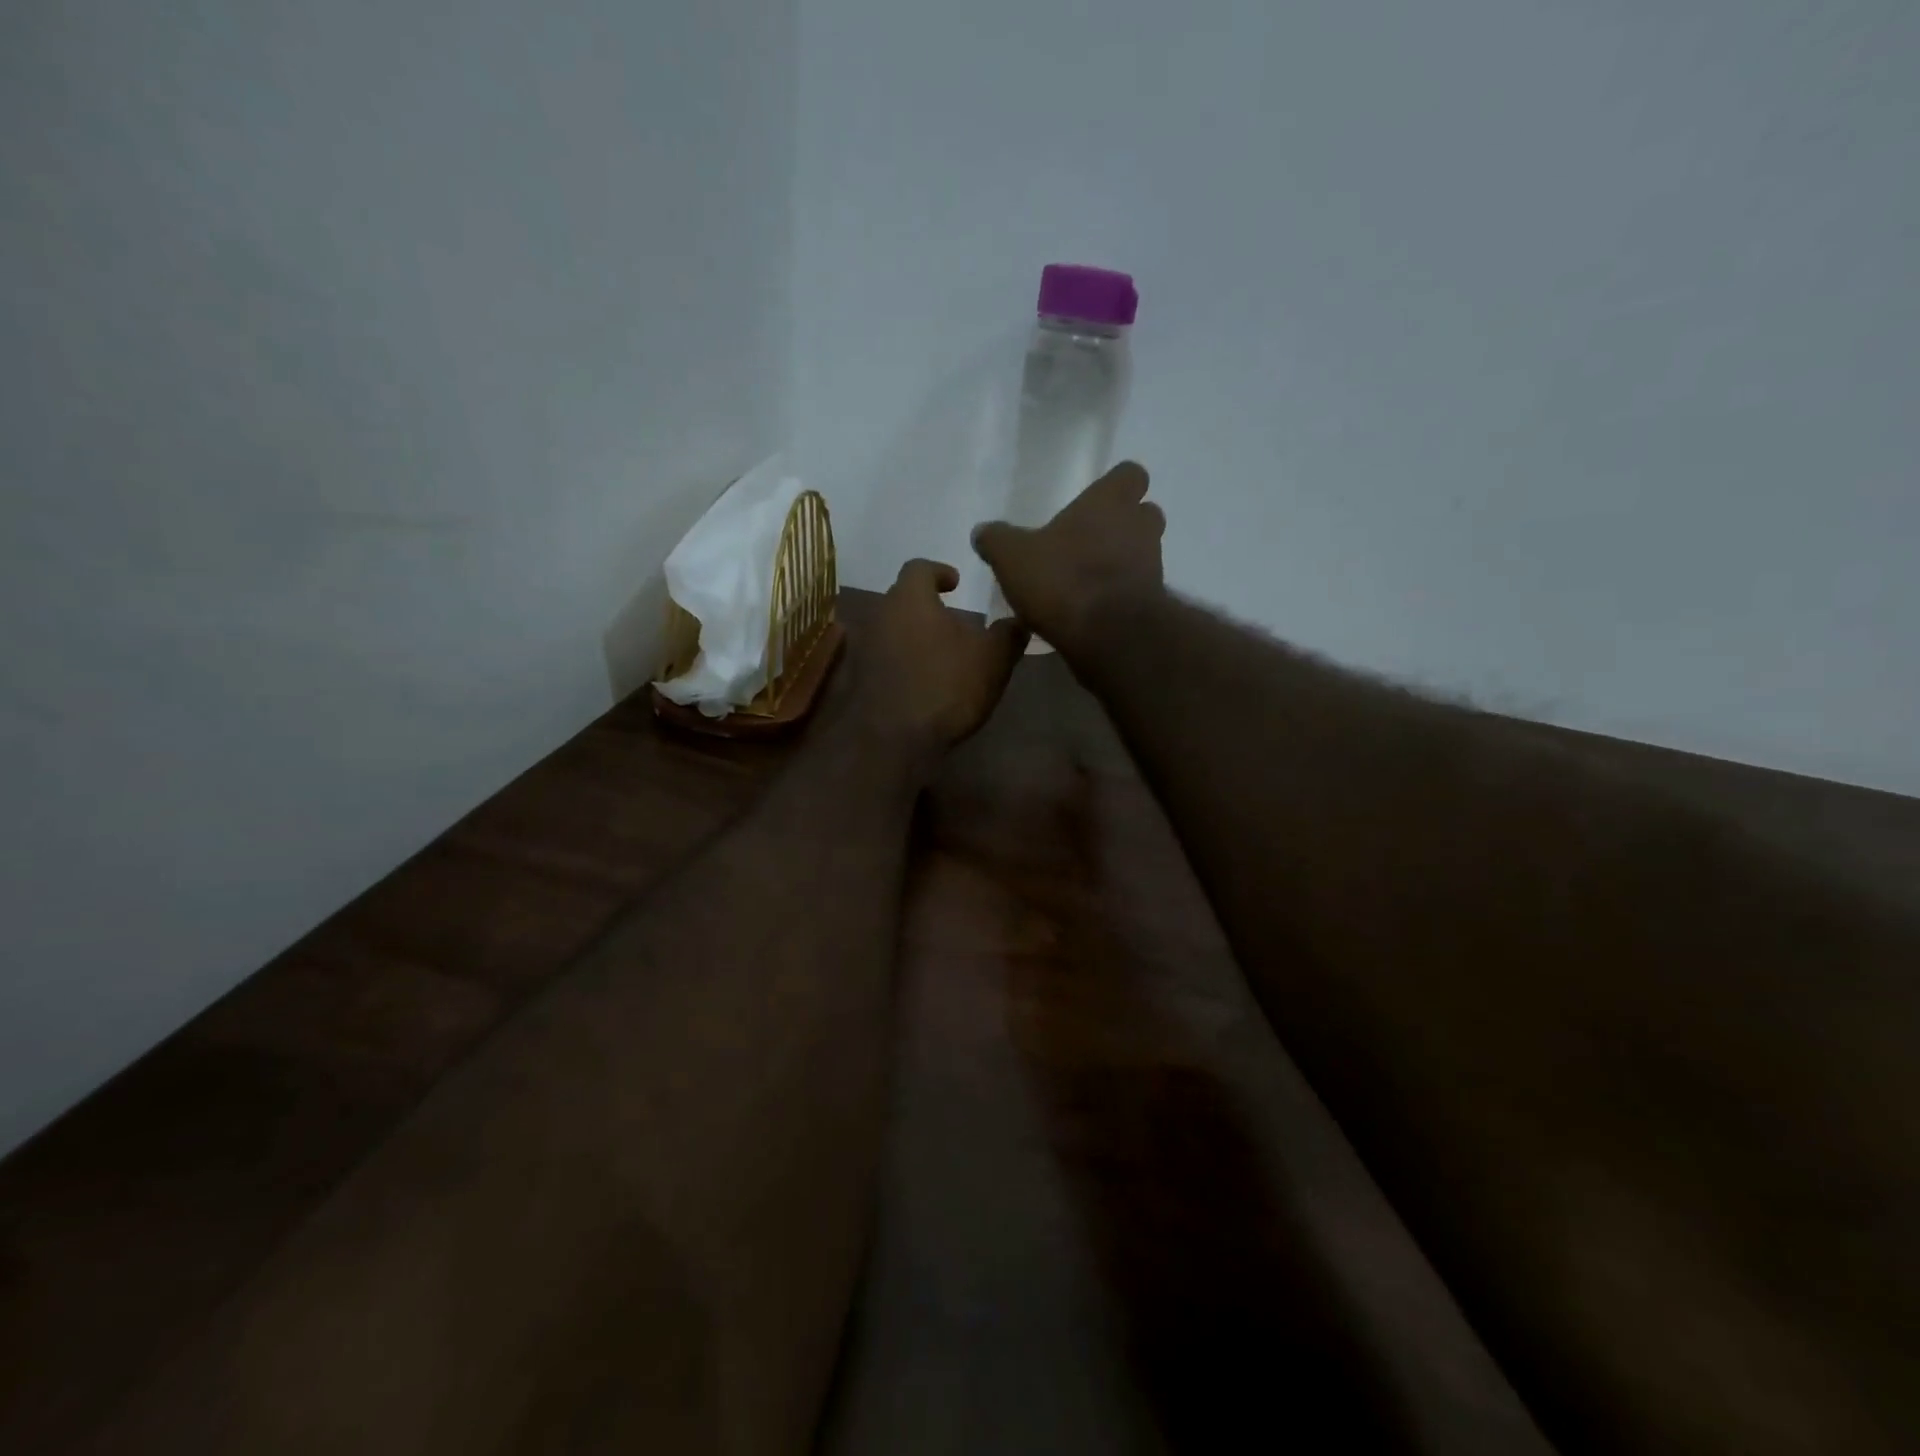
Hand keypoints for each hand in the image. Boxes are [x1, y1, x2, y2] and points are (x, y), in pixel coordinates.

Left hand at [855, 558, 1027, 755]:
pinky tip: (922, 682)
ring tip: (941, 654)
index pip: (920, 568)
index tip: (956, 583)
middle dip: (927, 606)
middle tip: (953, 621)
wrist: (891, 740)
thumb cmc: (945, 686)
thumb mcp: (993, 659)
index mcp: (910, 598)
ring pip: (891, 630)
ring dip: (913, 636)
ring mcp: (863, 649)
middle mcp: (880, 615)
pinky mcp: (858, 680)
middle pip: (902, 598)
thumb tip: (1019, 621)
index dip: (940, 571)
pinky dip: (902, 662)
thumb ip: (1008, 634)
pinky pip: (883, 659)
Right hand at [971, 462, 1165, 655]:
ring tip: (1087, 581)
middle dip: (1123, 525)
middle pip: (1144, 514)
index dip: (1116, 486)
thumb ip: (997, 540)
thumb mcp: (1012, 557)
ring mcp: (1153, 566)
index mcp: (1110, 502)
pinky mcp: (1152, 604)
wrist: (1108, 635)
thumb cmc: (1062, 579)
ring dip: (1122, 562)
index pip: (1130, 475)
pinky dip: (1120, 596)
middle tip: (1090, 541)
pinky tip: (1092, 611)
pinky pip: (1138, 591)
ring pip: (1144, 553)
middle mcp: (1140, 527)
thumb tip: (982, 531)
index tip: (1096, 500)